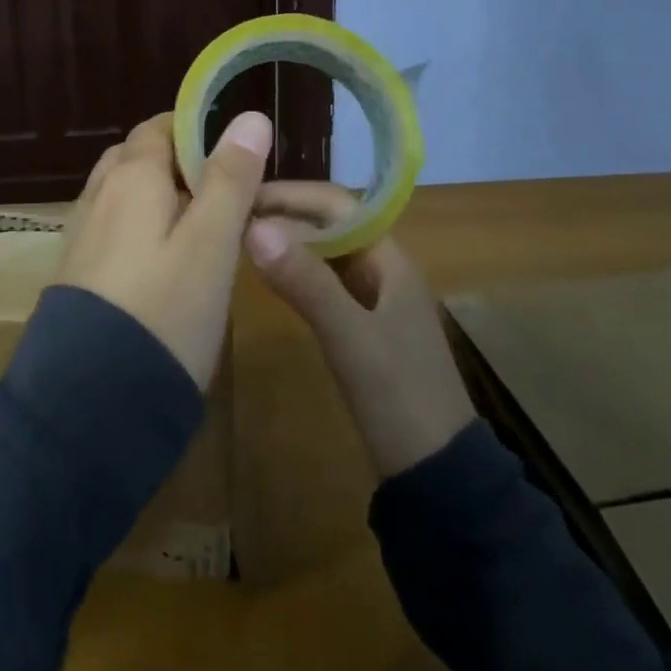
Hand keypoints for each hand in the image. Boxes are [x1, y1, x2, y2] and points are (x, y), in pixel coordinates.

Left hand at [57, 110, 272, 388]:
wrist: (92, 395)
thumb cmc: (164, 309)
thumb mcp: (211, 243)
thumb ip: (230, 179)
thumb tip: (250, 116)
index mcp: (131, 176)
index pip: (159, 127)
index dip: (195, 130)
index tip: (234, 153)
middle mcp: (99, 193)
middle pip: (138, 157)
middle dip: (178, 163)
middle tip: (223, 191)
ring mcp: (82, 231)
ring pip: (124, 193)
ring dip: (158, 196)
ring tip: (200, 225)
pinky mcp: (77, 269)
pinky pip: (113, 226)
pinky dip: (140, 225)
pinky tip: (163, 259)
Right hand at [245, 182, 475, 478]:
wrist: (439, 475)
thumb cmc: (400, 398)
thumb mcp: (351, 338)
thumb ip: (305, 282)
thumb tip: (253, 227)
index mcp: (389, 259)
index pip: (335, 205)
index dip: (289, 195)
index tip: (243, 196)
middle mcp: (382, 268)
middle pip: (328, 224)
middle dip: (284, 214)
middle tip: (232, 216)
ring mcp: (373, 298)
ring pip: (324, 251)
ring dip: (287, 241)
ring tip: (240, 238)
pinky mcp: (362, 324)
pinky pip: (323, 280)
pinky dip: (294, 270)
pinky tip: (268, 278)